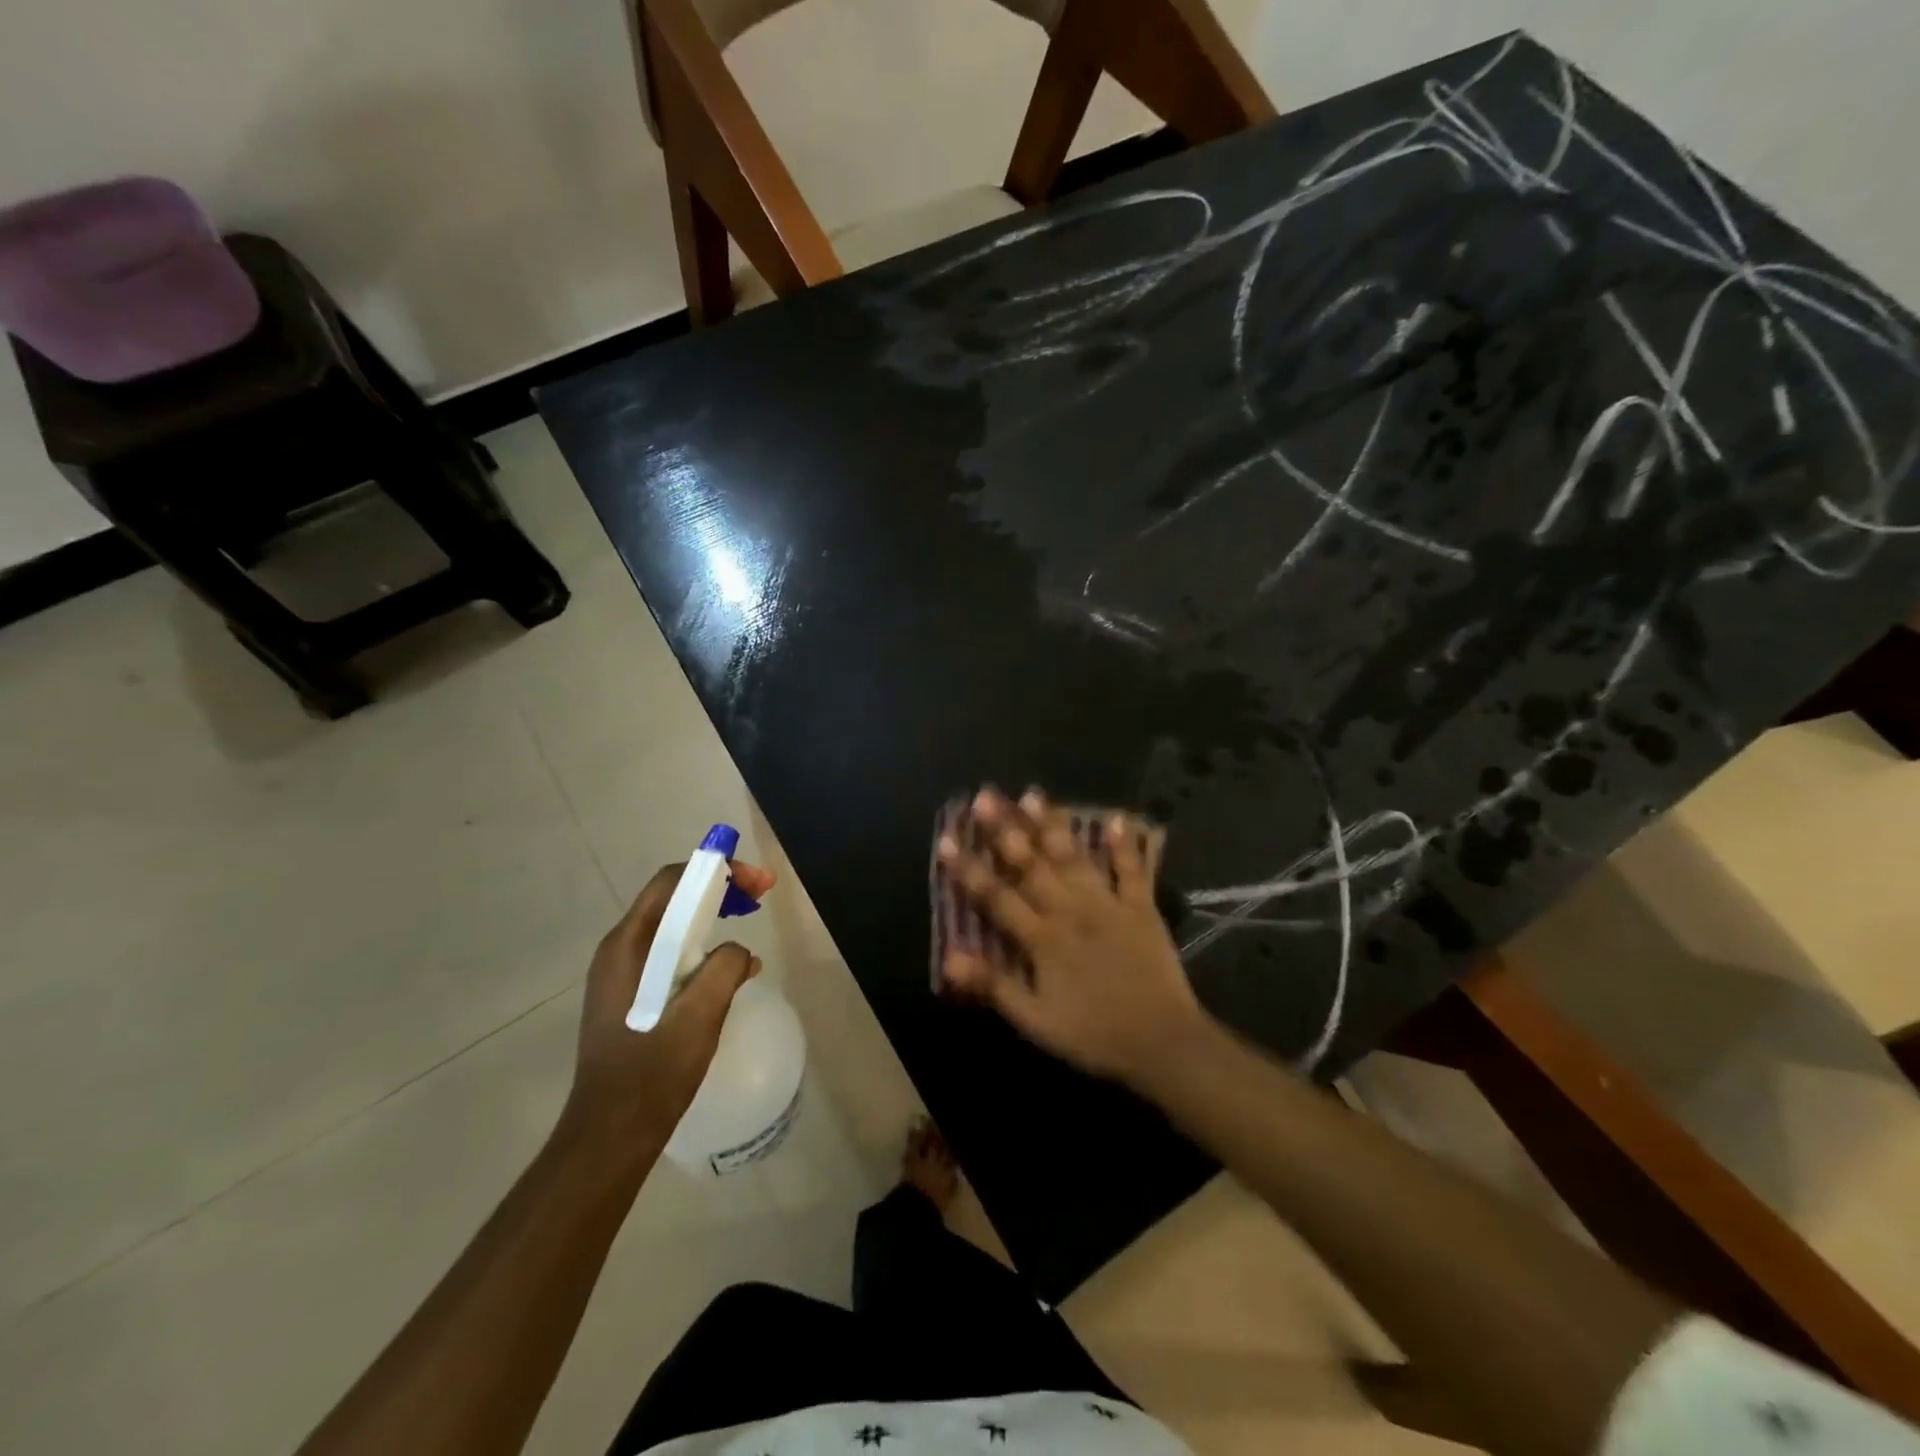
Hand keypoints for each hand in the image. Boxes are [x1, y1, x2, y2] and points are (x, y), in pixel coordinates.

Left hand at [564, 859, 776, 1152]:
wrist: (611, 1133)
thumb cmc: (653, 1072)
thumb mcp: (700, 1016)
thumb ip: (725, 969)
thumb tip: (740, 954)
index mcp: (628, 946)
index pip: (671, 882)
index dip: (716, 871)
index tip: (757, 883)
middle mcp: (619, 951)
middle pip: (672, 898)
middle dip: (717, 889)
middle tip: (759, 896)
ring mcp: (621, 975)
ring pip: (672, 927)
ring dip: (711, 916)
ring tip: (747, 922)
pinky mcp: (630, 996)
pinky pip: (669, 953)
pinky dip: (701, 945)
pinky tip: (726, 967)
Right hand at [939, 788, 1208, 1085]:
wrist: (1162, 1042)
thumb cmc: (1093, 1034)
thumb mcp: (1035, 1020)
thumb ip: (993, 985)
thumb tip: (949, 958)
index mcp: (1042, 938)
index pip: (996, 896)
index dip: (969, 869)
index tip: (946, 839)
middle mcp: (1071, 910)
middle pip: (1032, 864)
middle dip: (1005, 829)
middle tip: (985, 797)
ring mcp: (1108, 904)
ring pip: (1073, 857)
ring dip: (1052, 825)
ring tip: (1033, 794)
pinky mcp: (1141, 907)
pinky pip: (1131, 870)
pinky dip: (1125, 844)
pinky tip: (1117, 817)